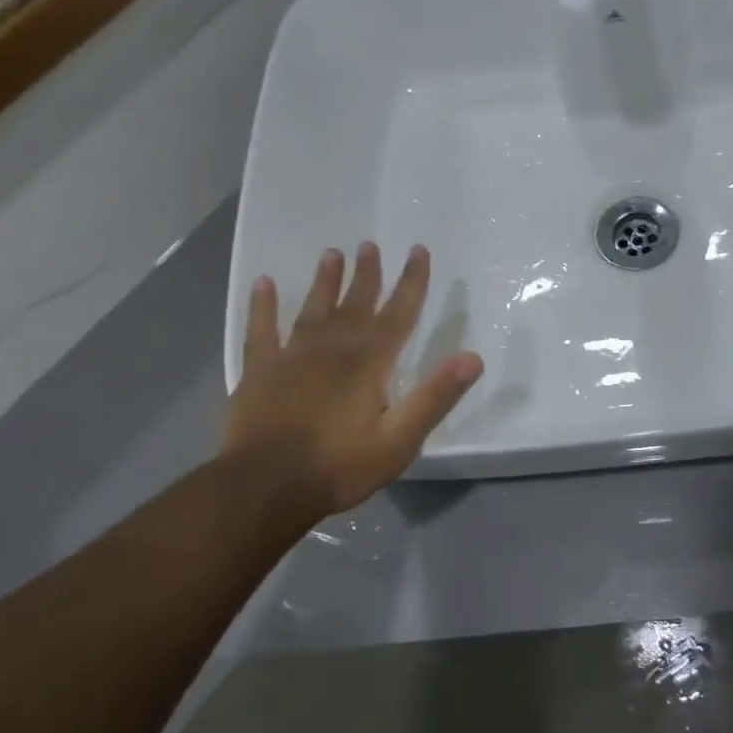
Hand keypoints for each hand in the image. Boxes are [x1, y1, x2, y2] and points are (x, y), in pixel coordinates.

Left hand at [224, 243, 482, 516]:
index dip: (412, 281)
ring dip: (324, 281)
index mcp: (370, 362)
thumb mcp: (400, 440)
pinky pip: (261, 329)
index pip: (399, 312)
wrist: (265, 488)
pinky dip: (262, 306)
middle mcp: (333, 348)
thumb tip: (473, 358)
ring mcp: (292, 356)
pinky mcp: (259, 371)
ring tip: (332, 253)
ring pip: (313, 308)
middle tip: (371, 244)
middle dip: (368, 273)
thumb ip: (435, 397)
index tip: (418, 251)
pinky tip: (261, 283)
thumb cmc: (339, 466)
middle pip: (356, 302)